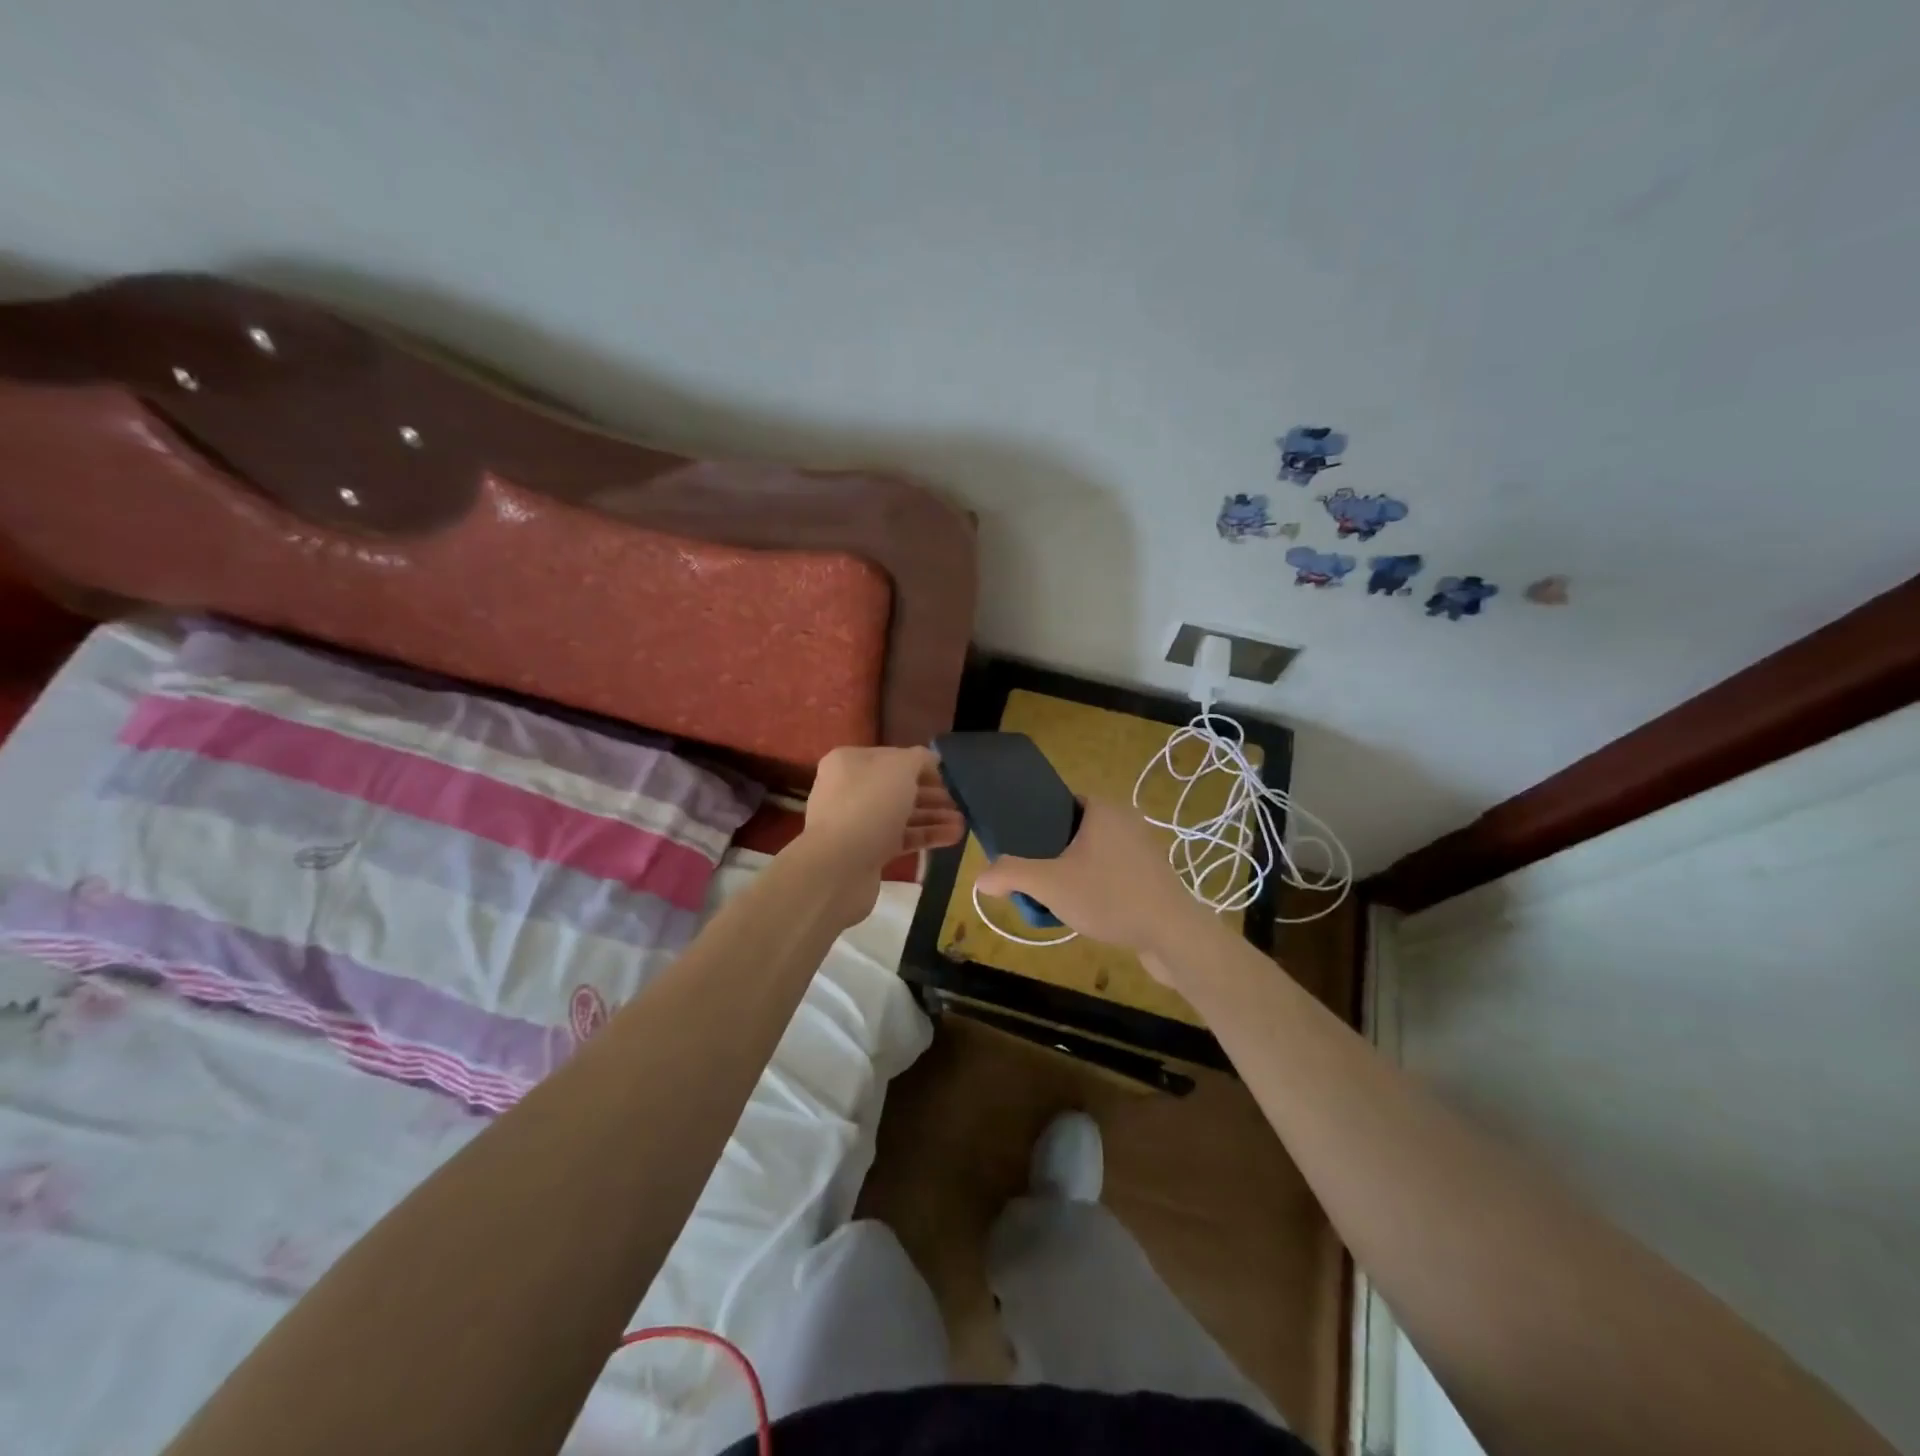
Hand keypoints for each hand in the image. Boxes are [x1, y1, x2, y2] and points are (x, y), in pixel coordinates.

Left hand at [795, 746, 964, 926]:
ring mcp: (856, 822)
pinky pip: (900, 839)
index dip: (922, 765)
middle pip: (898, 787)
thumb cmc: (870, 805)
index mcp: (850, 762)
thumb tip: (930, 760)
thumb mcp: (900, 768)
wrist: (838, 867)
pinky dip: (925, 836)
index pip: (893, 757)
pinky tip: (953, 838)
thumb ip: (919, 758)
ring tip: (963, 824)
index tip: (948, 777)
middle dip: (931, 794)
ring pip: (901, 815)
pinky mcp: (865, 852)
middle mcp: (849, 789)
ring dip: (933, 817)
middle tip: (959, 802)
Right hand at [974, 796, 1214, 976]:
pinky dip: (1096, 885)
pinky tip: (1086, 910)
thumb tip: (979, 879)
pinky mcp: (1153, 876)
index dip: (1036, 821)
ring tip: (1054, 896)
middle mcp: (1126, 821)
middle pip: (1074, 830)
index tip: (1020, 846)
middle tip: (1032, 875)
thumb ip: (1010, 874)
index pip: (1060, 802)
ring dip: (1073, 871)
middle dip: (1052, 852)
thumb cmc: (1110, 896)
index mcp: (1103, 809)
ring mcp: (1143, 849)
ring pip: (1093, 854)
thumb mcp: (1050, 884)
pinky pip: (1113, 872)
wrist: (1173, 935)